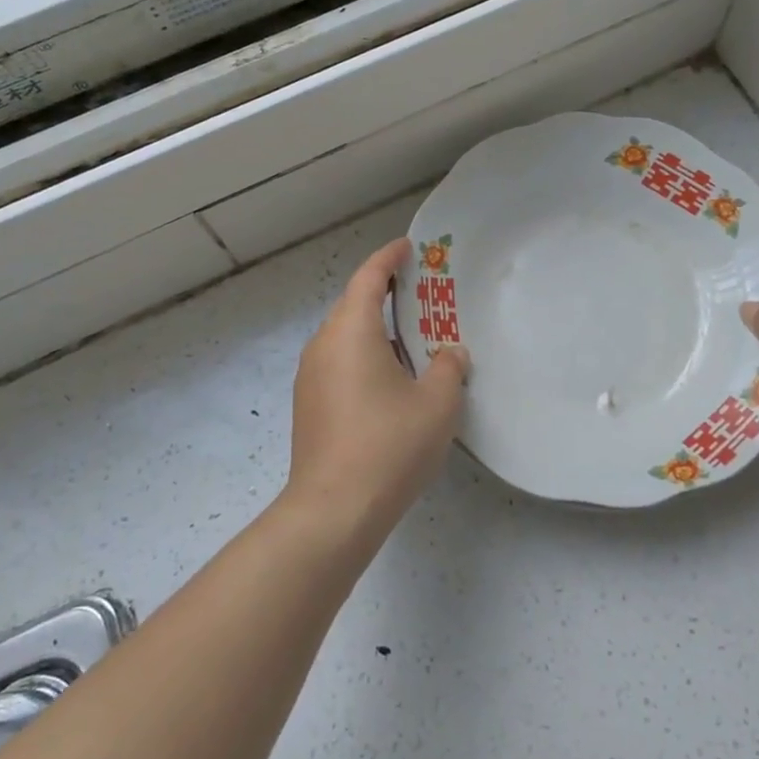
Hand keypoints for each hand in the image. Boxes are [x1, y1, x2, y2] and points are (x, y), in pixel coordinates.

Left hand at [286, 238, 469, 542]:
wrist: (334, 510)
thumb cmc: (389, 445)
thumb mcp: (437, 403)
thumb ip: (449, 367)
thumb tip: (449, 353)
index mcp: (350, 331)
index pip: (368, 278)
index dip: (389, 258)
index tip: (409, 247)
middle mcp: (323, 345)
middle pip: (354, 306)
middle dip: (386, 295)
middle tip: (422, 296)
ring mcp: (311, 376)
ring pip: (346, 338)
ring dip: (377, 331)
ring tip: (413, 341)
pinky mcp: (309, 405)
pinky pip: (339, 364)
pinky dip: (365, 357)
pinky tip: (391, 383)